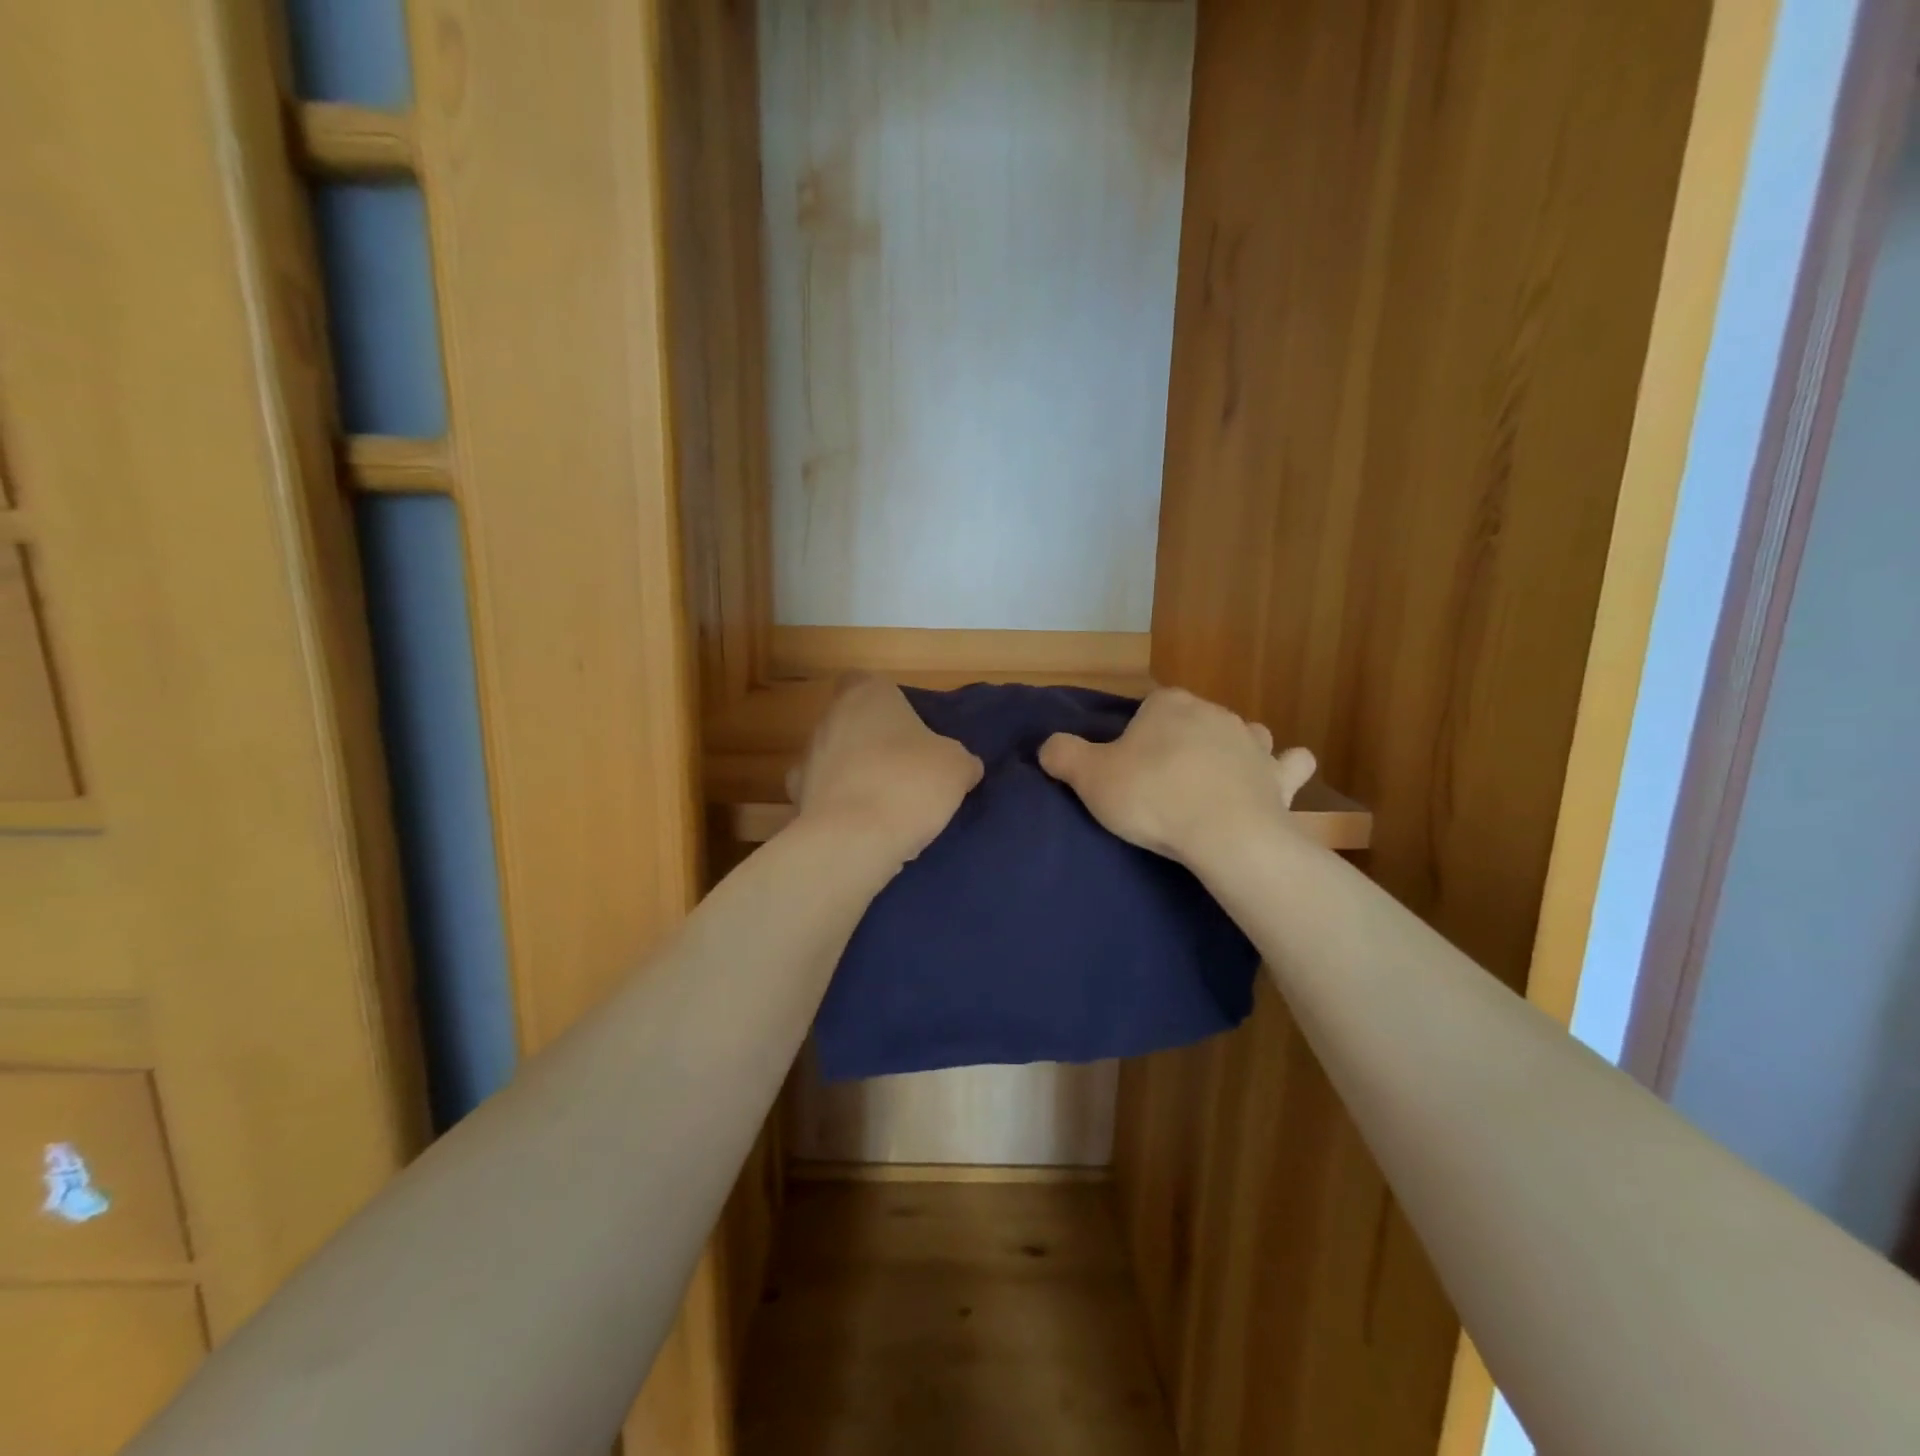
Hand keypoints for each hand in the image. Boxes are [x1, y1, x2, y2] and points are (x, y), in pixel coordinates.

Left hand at [788, 676, 982, 862]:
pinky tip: (863, 827)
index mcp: (867, 694)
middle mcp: (829, 717)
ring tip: (887, 804)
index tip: (909, 727)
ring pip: (836, 758)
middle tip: (906, 767)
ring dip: (855, 773)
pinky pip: (825, 795)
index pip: (868, 682)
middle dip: (873, 741)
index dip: (888, 703)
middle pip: (851, 721)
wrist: (854, 840)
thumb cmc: (909, 784)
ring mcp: (808, 757)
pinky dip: (840, 806)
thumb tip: (964, 766)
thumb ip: (960, 759)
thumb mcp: (957, 767)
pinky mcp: (798, 797)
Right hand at [1039, 687, 1315, 864]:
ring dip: (1228, 749)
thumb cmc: (1152, 798)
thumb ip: (1063, 754)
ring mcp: (1252, 742)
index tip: (1126, 767)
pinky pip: (1289, 763)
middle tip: (1158, 782)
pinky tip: (1272, 781)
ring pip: (1240, 734)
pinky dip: (1282, 769)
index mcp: (1168, 705)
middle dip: (1177, 743)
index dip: (1134, 736)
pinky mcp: (1279, 776)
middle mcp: (1214, 712)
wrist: (1223, 835)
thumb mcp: (1089, 777)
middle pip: (1190, 721)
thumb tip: (1049, 746)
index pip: (1147, 708)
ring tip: (1210, 780)